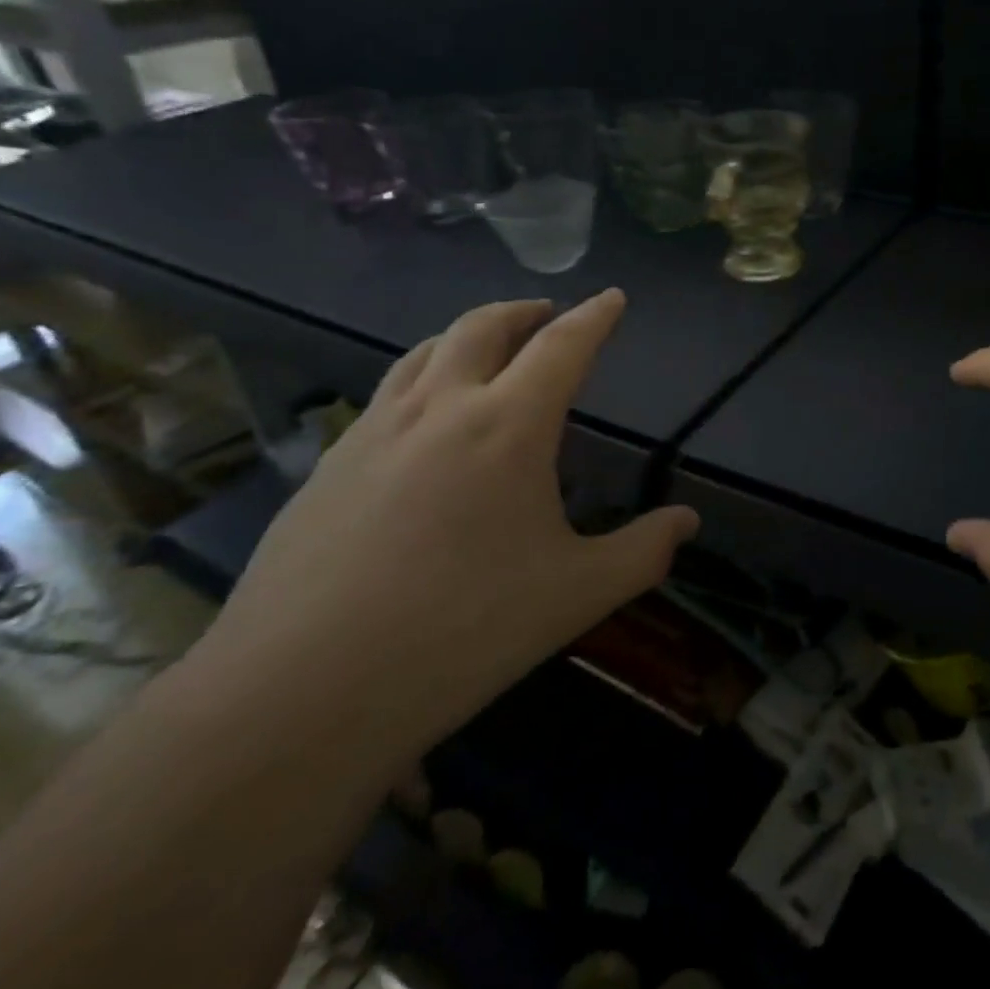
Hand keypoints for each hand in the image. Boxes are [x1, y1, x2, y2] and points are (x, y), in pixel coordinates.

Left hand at [193, 290, 697, 767]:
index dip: (594, 317)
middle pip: (483, 327)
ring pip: (425, 351)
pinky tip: (423, 420)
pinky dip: (422, 377)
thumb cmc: (462, 631)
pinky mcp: (328, 464)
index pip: (562, 347)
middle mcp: (440, 408)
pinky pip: (386, 394)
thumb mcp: (576, 595)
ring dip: (467, 334)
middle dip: (523, 310)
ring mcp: (374, 431)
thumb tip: (687, 523)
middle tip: (548, 314)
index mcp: (508, 426)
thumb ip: (642, 552)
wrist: (302, 691)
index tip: (612, 297)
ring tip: (488, 348)